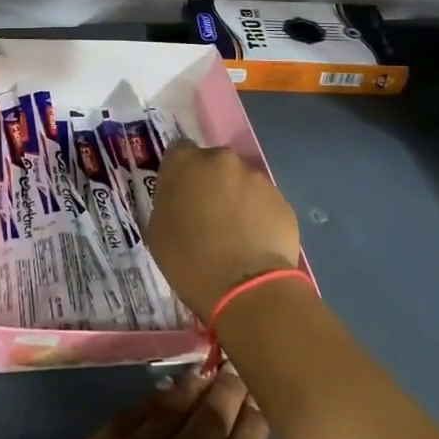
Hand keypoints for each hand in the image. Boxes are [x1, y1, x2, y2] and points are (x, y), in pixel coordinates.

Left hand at [5, 370, 328, 438]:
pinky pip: (133, 413)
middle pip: (211, 421)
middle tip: (236, 369)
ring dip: (192, 389)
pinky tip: (159, 394)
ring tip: (205, 372)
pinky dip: (152, 400)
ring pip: (173, 409)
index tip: (260, 399)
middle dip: (228, 393)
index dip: (254, 425)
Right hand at [150, 141, 300, 318]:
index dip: (180, 172)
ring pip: (241, 182)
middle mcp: (221, 159)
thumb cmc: (188, 261)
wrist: (245, 287)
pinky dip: (258, 215)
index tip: (181, 194)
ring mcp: (256, 177)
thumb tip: (179, 200)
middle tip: (208, 215)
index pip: (179, 151)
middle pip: (213, 164)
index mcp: (185, 162)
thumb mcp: (157, 230)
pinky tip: (255, 242)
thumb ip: (167, 202)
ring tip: (235, 233)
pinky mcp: (281, 199)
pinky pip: (263, 202)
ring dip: (236, 198)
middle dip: (211, 183)